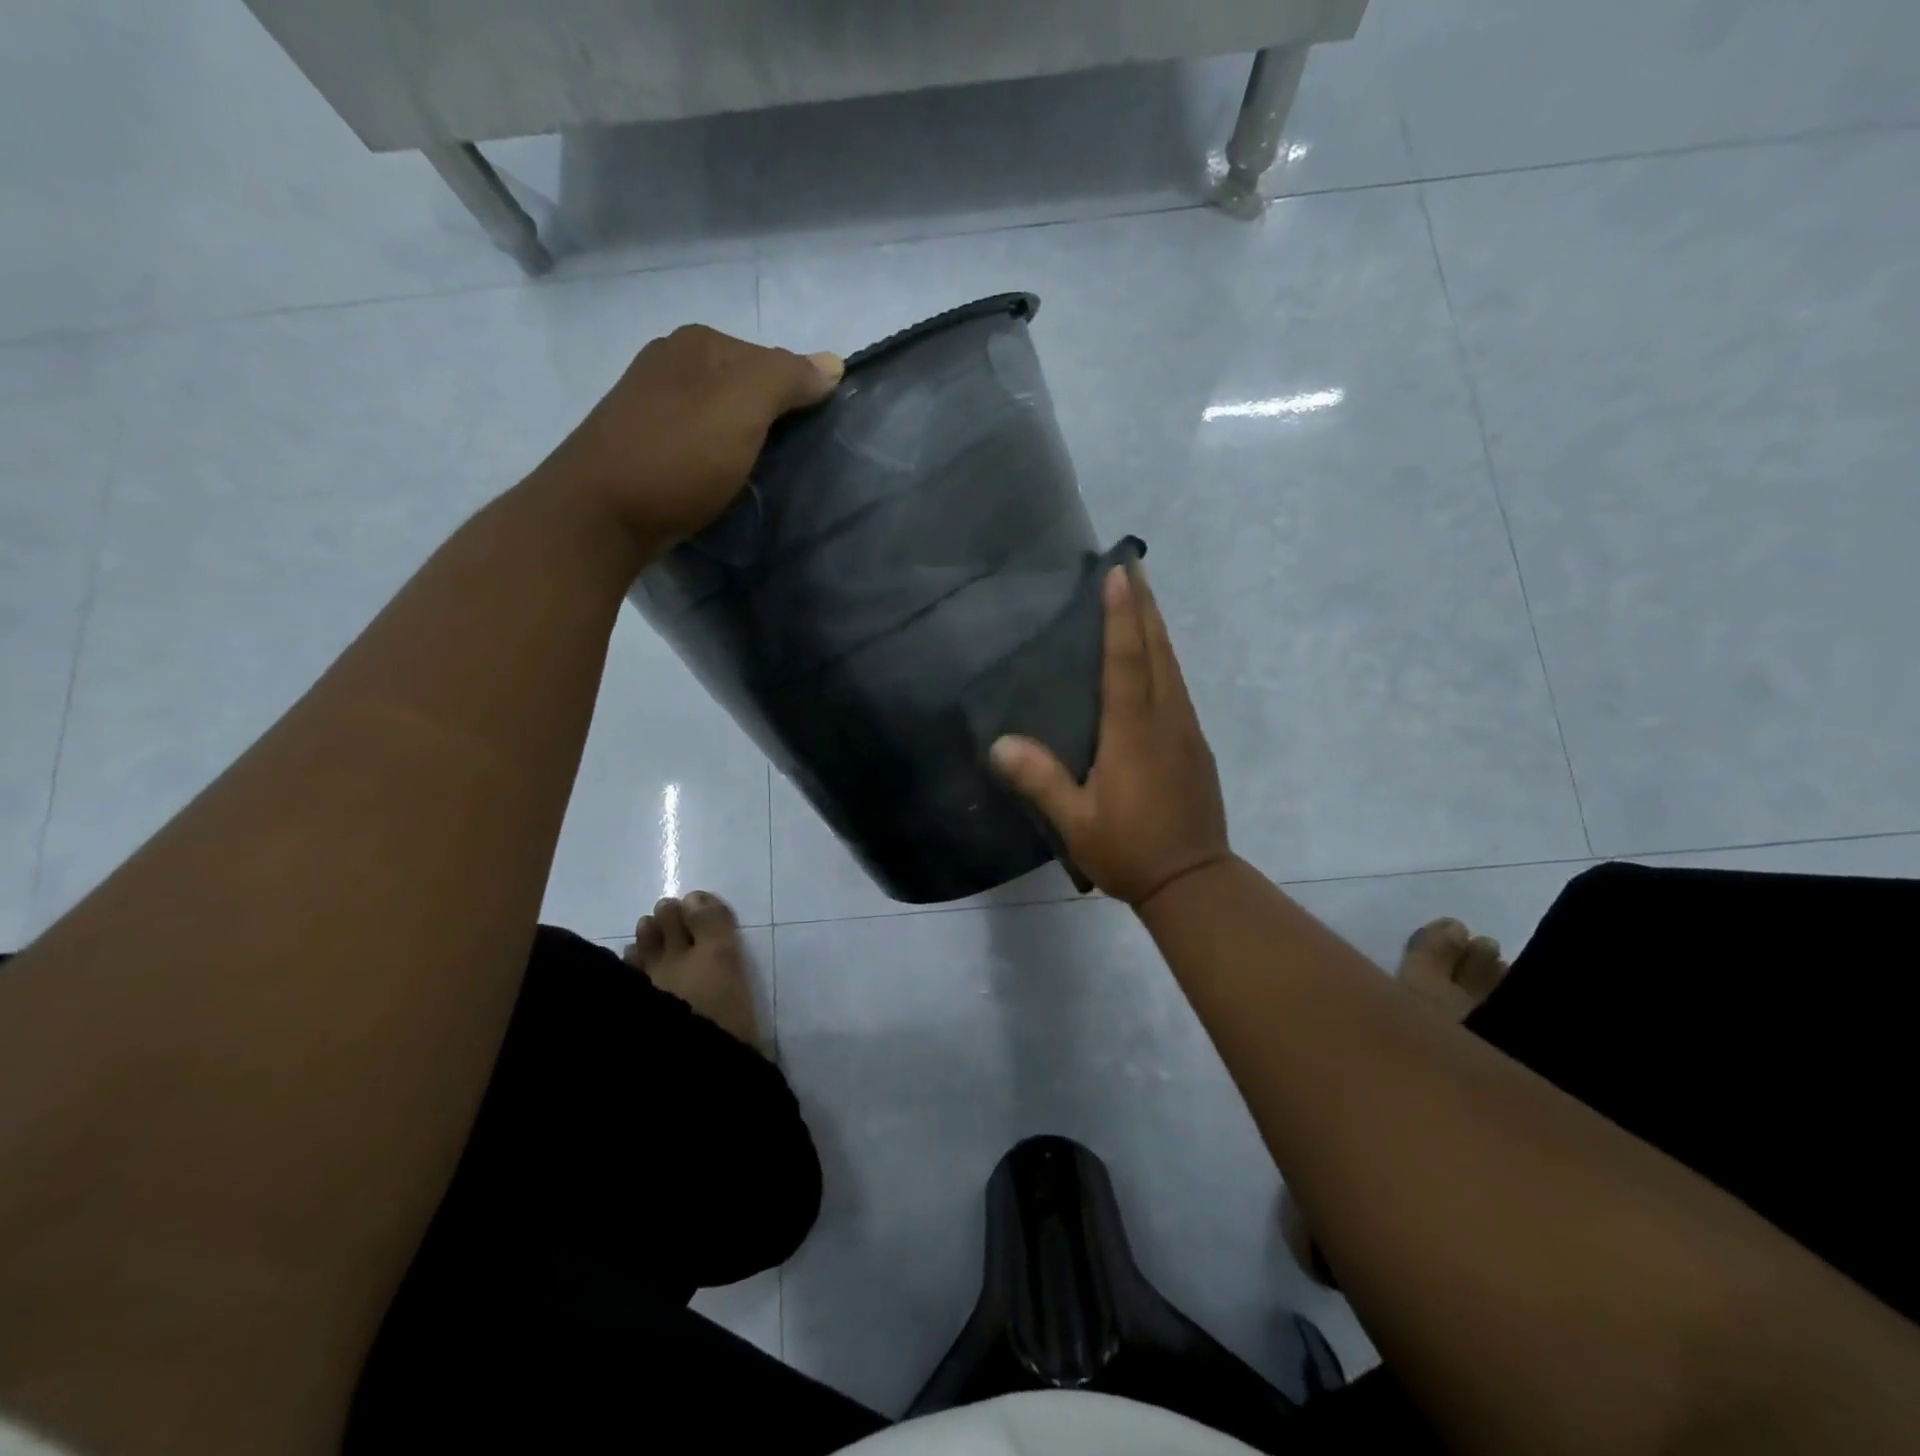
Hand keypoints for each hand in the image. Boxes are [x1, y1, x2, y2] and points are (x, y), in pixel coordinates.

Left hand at [537, 324, 842, 550]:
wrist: (602, 514)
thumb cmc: (679, 454)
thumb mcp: (744, 405)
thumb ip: (788, 378)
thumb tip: (833, 363)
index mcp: (699, 343)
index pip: (773, 359)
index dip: (800, 397)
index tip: (812, 439)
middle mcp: (672, 361)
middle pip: (746, 386)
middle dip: (771, 420)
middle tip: (790, 462)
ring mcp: (651, 402)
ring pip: (721, 415)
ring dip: (744, 442)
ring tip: (759, 477)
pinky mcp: (642, 443)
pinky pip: (698, 441)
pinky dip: (717, 458)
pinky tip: (721, 482)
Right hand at [991, 562, 1231, 909]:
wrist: (1193, 881)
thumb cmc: (1130, 850)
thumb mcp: (1076, 823)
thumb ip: (1041, 781)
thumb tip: (1000, 744)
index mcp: (1133, 733)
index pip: (1126, 661)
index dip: (1121, 616)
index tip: (1119, 574)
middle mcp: (1164, 721)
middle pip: (1157, 651)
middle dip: (1145, 606)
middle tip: (1134, 565)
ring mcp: (1186, 732)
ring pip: (1173, 666)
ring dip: (1157, 628)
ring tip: (1144, 598)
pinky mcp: (1195, 747)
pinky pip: (1178, 687)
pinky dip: (1165, 659)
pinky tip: (1155, 659)